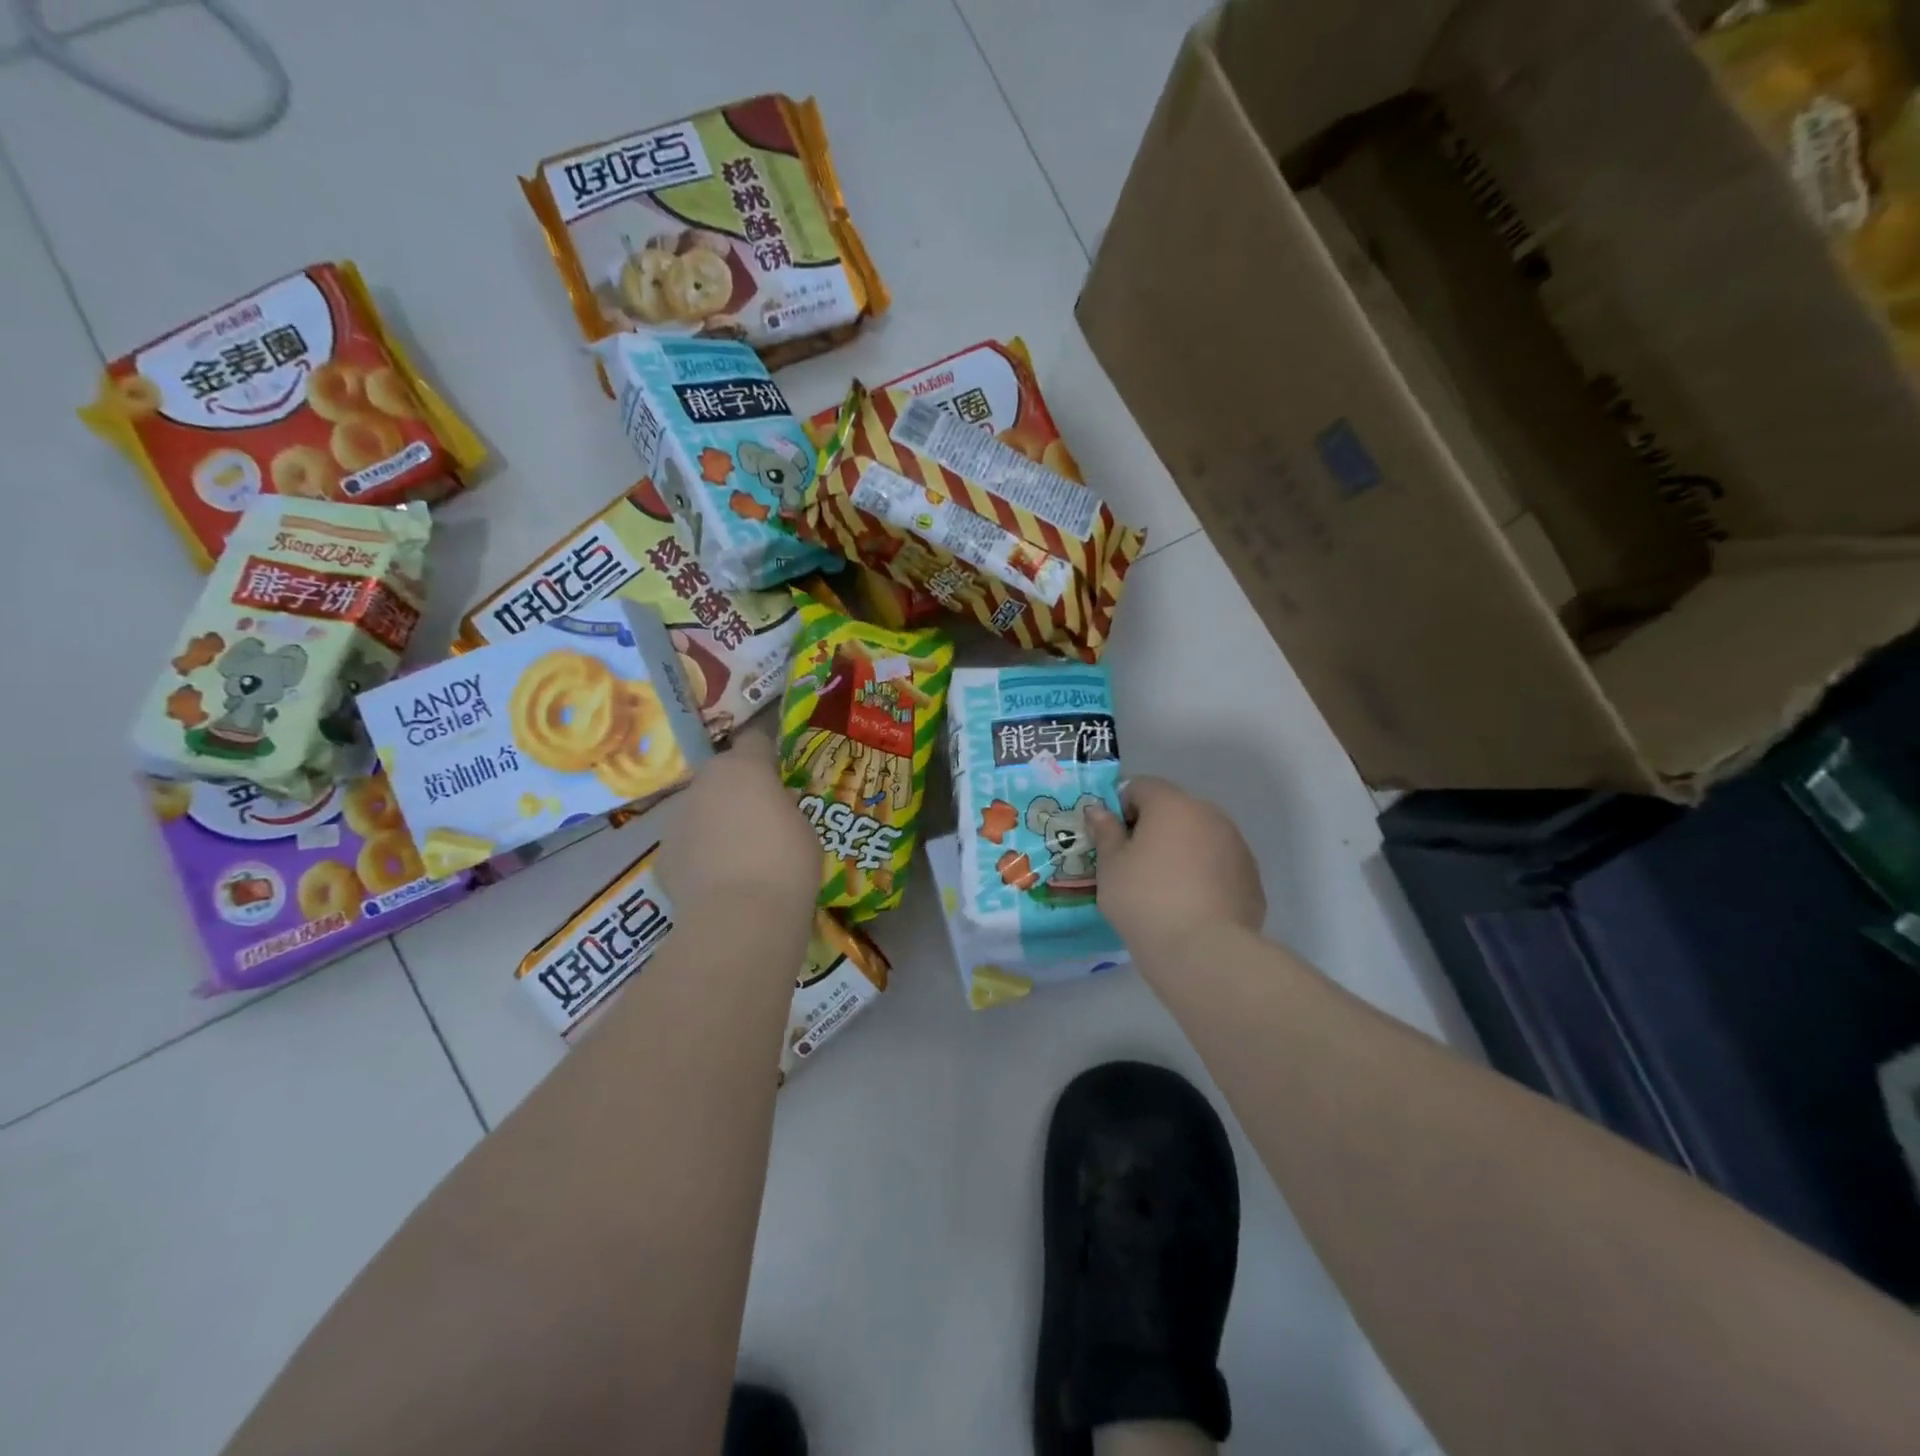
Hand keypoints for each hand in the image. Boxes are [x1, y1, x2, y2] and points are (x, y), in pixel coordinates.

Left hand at [663, 726, 819, 921]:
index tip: (779, 770)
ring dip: (716, 821)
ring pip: (700, 809)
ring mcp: (678, 818)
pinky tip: (719, 880)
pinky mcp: (663, 855)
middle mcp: (705, 783)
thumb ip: (784, 807)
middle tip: (761, 816)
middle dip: (738, 789)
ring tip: (739, 854)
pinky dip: (700, 855)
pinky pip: (688, 844)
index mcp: (744, 768)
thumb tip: (773, 807)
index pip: (754, 739)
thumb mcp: (803, 827)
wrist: (740, 918)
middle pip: (721, 774)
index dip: (767, 752)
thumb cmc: (786, 863)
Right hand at [1086, 777, 1265, 959]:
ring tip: (1164, 890)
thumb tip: (1099, 811)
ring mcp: (1237, 846)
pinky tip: (1191, 907)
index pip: (1141, 786)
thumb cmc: (1145, 900)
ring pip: (1200, 837)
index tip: (1112, 839)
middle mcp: (1210, 815)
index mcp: (1172, 805)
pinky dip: (1204, 876)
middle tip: (1134, 866)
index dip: (1121, 807)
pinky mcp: (1252, 878)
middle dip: (1154, 829)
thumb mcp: (1111, 866)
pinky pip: (1219, 866)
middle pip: (1174, 810)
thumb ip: (1105, 832)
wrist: (1204, 952)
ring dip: (1182, 851)